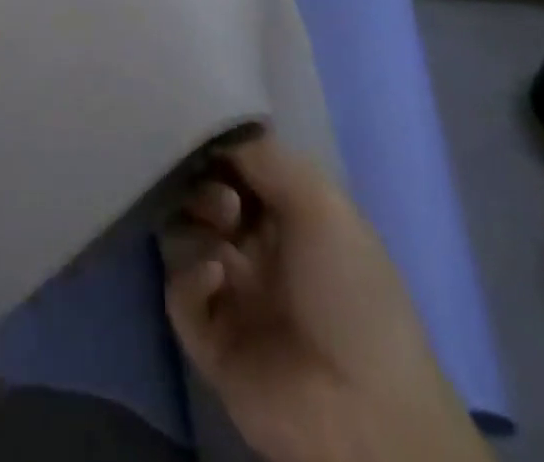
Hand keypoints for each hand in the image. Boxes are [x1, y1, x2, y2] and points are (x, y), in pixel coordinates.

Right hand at [164, 136, 489, 461]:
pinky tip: (216, 277)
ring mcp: (233, 294)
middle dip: (205, 187)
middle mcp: (257, 248)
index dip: (221, 151)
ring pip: (185, 238)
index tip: (208, 141)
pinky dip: (189, 278)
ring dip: (195, 226)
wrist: (364, 408)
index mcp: (290, 216)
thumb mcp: (320, 200)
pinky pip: (180, 295)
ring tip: (222, 237)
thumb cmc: (349, 287)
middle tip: (225, 203)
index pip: (239, 167)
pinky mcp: (211, 341)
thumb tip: (216, 135)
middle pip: (205, 197)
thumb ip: (264, 156)